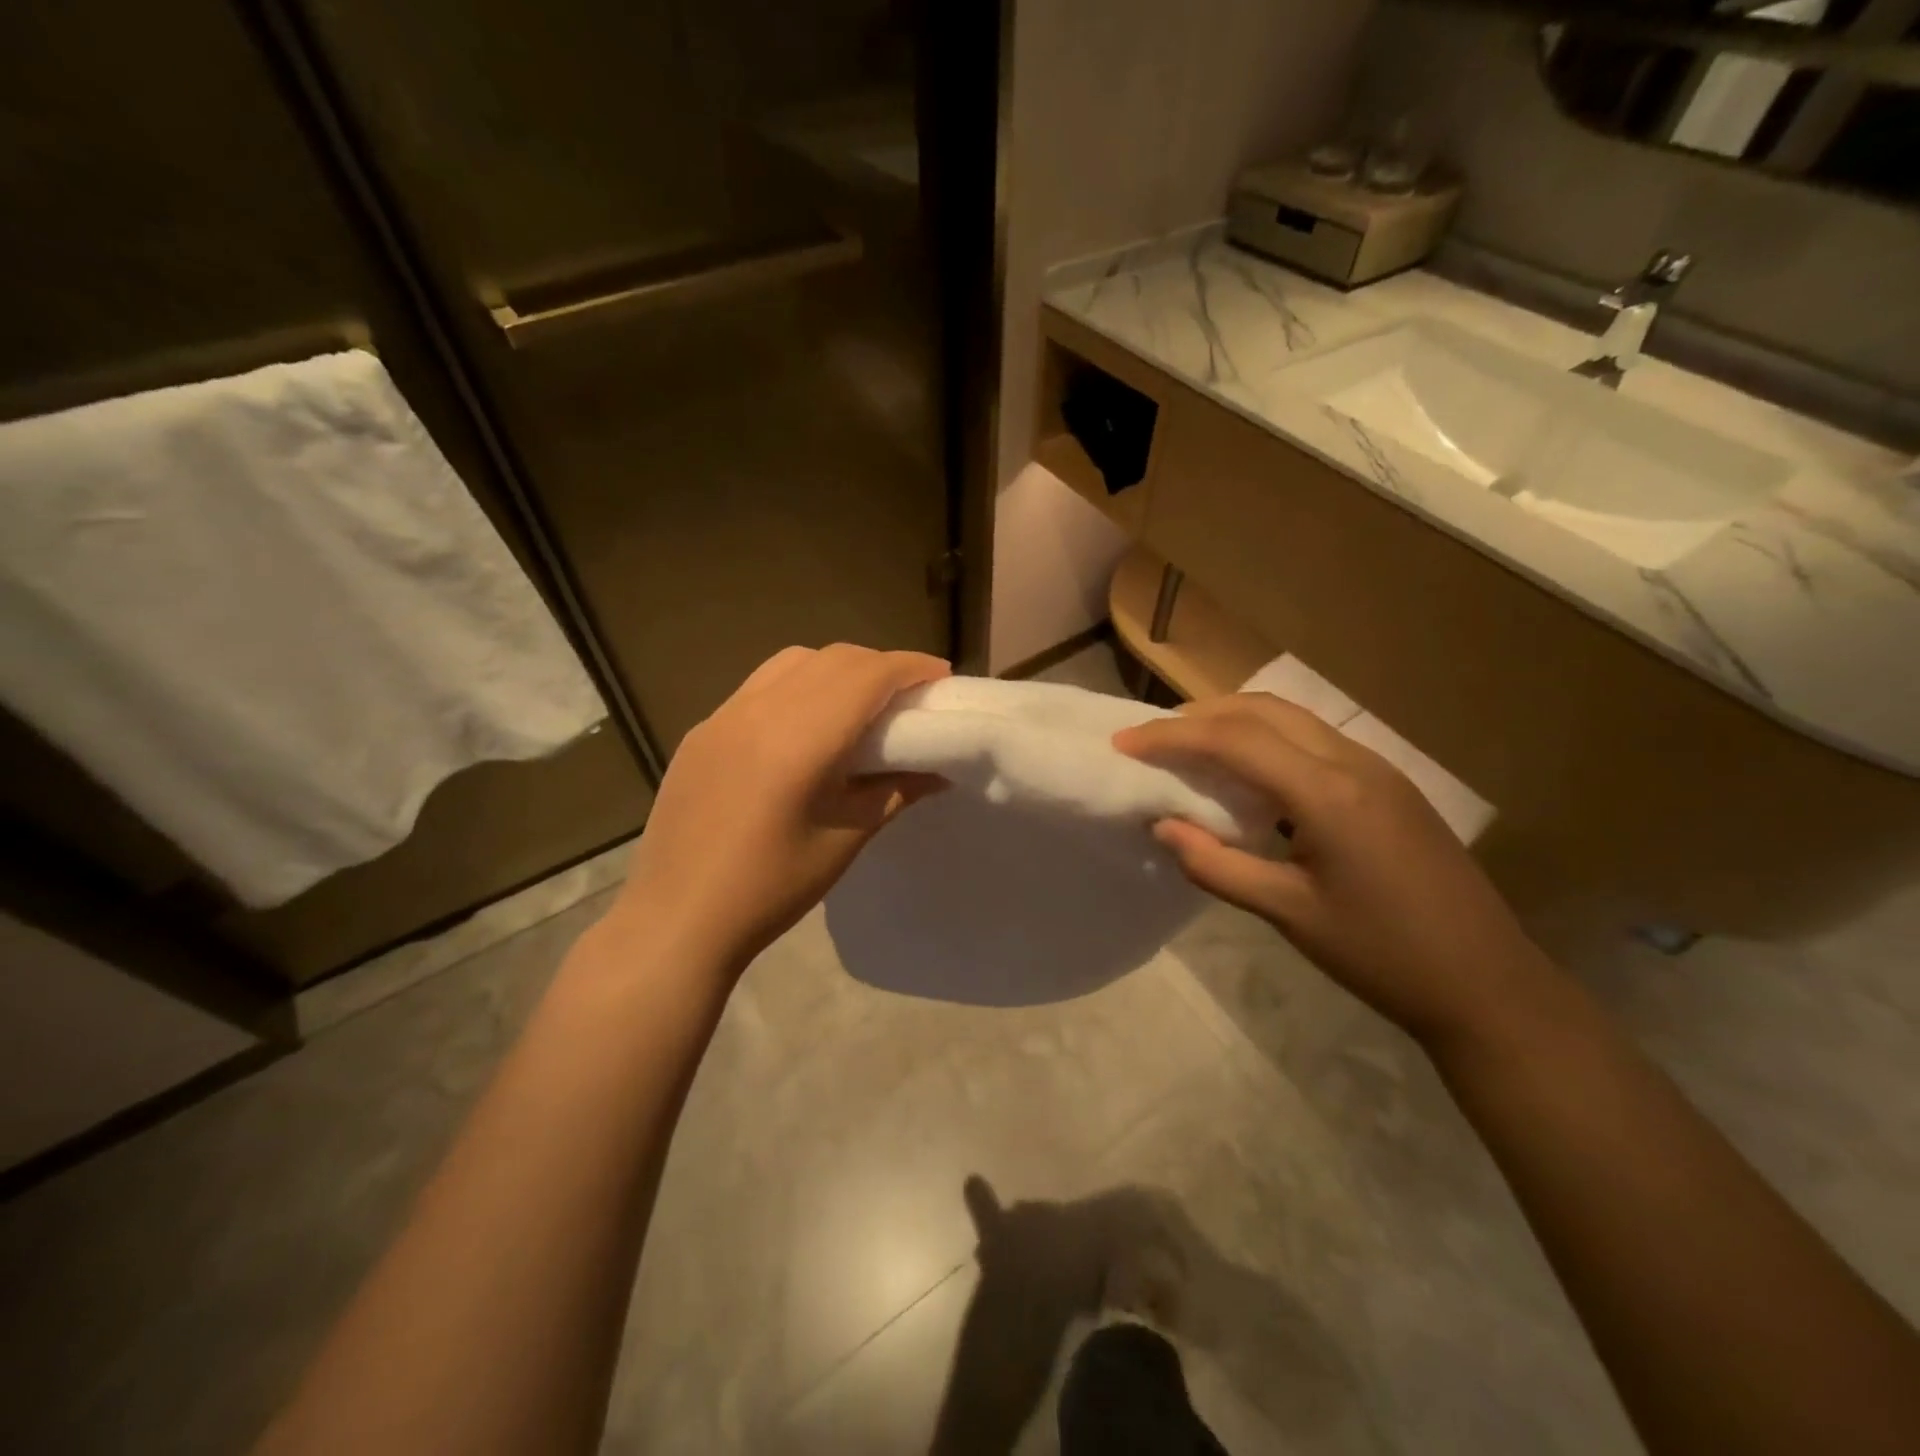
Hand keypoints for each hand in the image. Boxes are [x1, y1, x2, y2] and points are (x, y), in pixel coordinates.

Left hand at [612, 644, 949, 977]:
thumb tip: (938, 770)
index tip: (942, 678)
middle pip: (833, 659)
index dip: (911, 668)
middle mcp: (758, 711)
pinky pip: (760, 686)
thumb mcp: (845, 839)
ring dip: (837, 669)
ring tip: (860, 704)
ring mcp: (722, 717)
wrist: (676, 920)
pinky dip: (799, 685)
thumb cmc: (770, 889)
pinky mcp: (702, 731)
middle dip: (879, 666)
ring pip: (793, 662)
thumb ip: (895, 791)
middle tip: (909, 696)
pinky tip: (806, 725)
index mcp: (799, 740)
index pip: (867, 676)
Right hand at [1114, 694, 1555, 1046]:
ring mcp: (1376, 769)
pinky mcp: (1387, 785)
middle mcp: (1352, 763)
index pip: (1234, 740)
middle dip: (1199, 715)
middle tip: (1151, 740)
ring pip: (1290, 718)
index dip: (1171, 737)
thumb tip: (1163, 827)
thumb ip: (1218, 866)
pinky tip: (1248, 776)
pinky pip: (1312, 741)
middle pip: (1262, 709)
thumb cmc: (1383, 954)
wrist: (1487, 984)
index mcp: (1327, 793)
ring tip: (1189, 750)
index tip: (1123, 743)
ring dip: (1233, 722)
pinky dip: (1265, 741)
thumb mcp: (1289, 915)